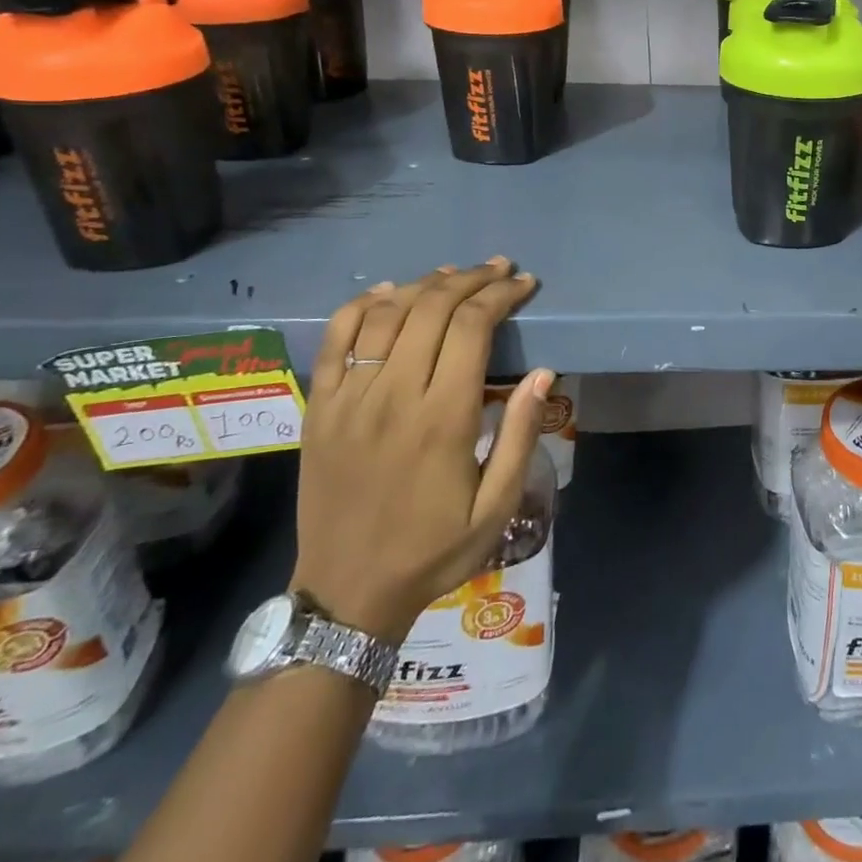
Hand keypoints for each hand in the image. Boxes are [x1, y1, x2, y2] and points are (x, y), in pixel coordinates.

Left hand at [291, 259, 550, 644]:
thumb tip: (542, 373)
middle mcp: (393, 395)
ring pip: (387, 314)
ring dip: (425, 284)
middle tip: (500, 269)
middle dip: (472, 279)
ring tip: (455, 275)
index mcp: (442, 418)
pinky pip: (335, 338)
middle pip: (432, 308)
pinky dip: (362, 305)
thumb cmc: (433, 550)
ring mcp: (349, 398)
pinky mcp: (319, 408)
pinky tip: (387, 293)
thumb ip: (519, 436)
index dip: (502, 295)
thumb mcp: (496, 507)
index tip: (525, 283)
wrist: (347, 592)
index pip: (472, 327)